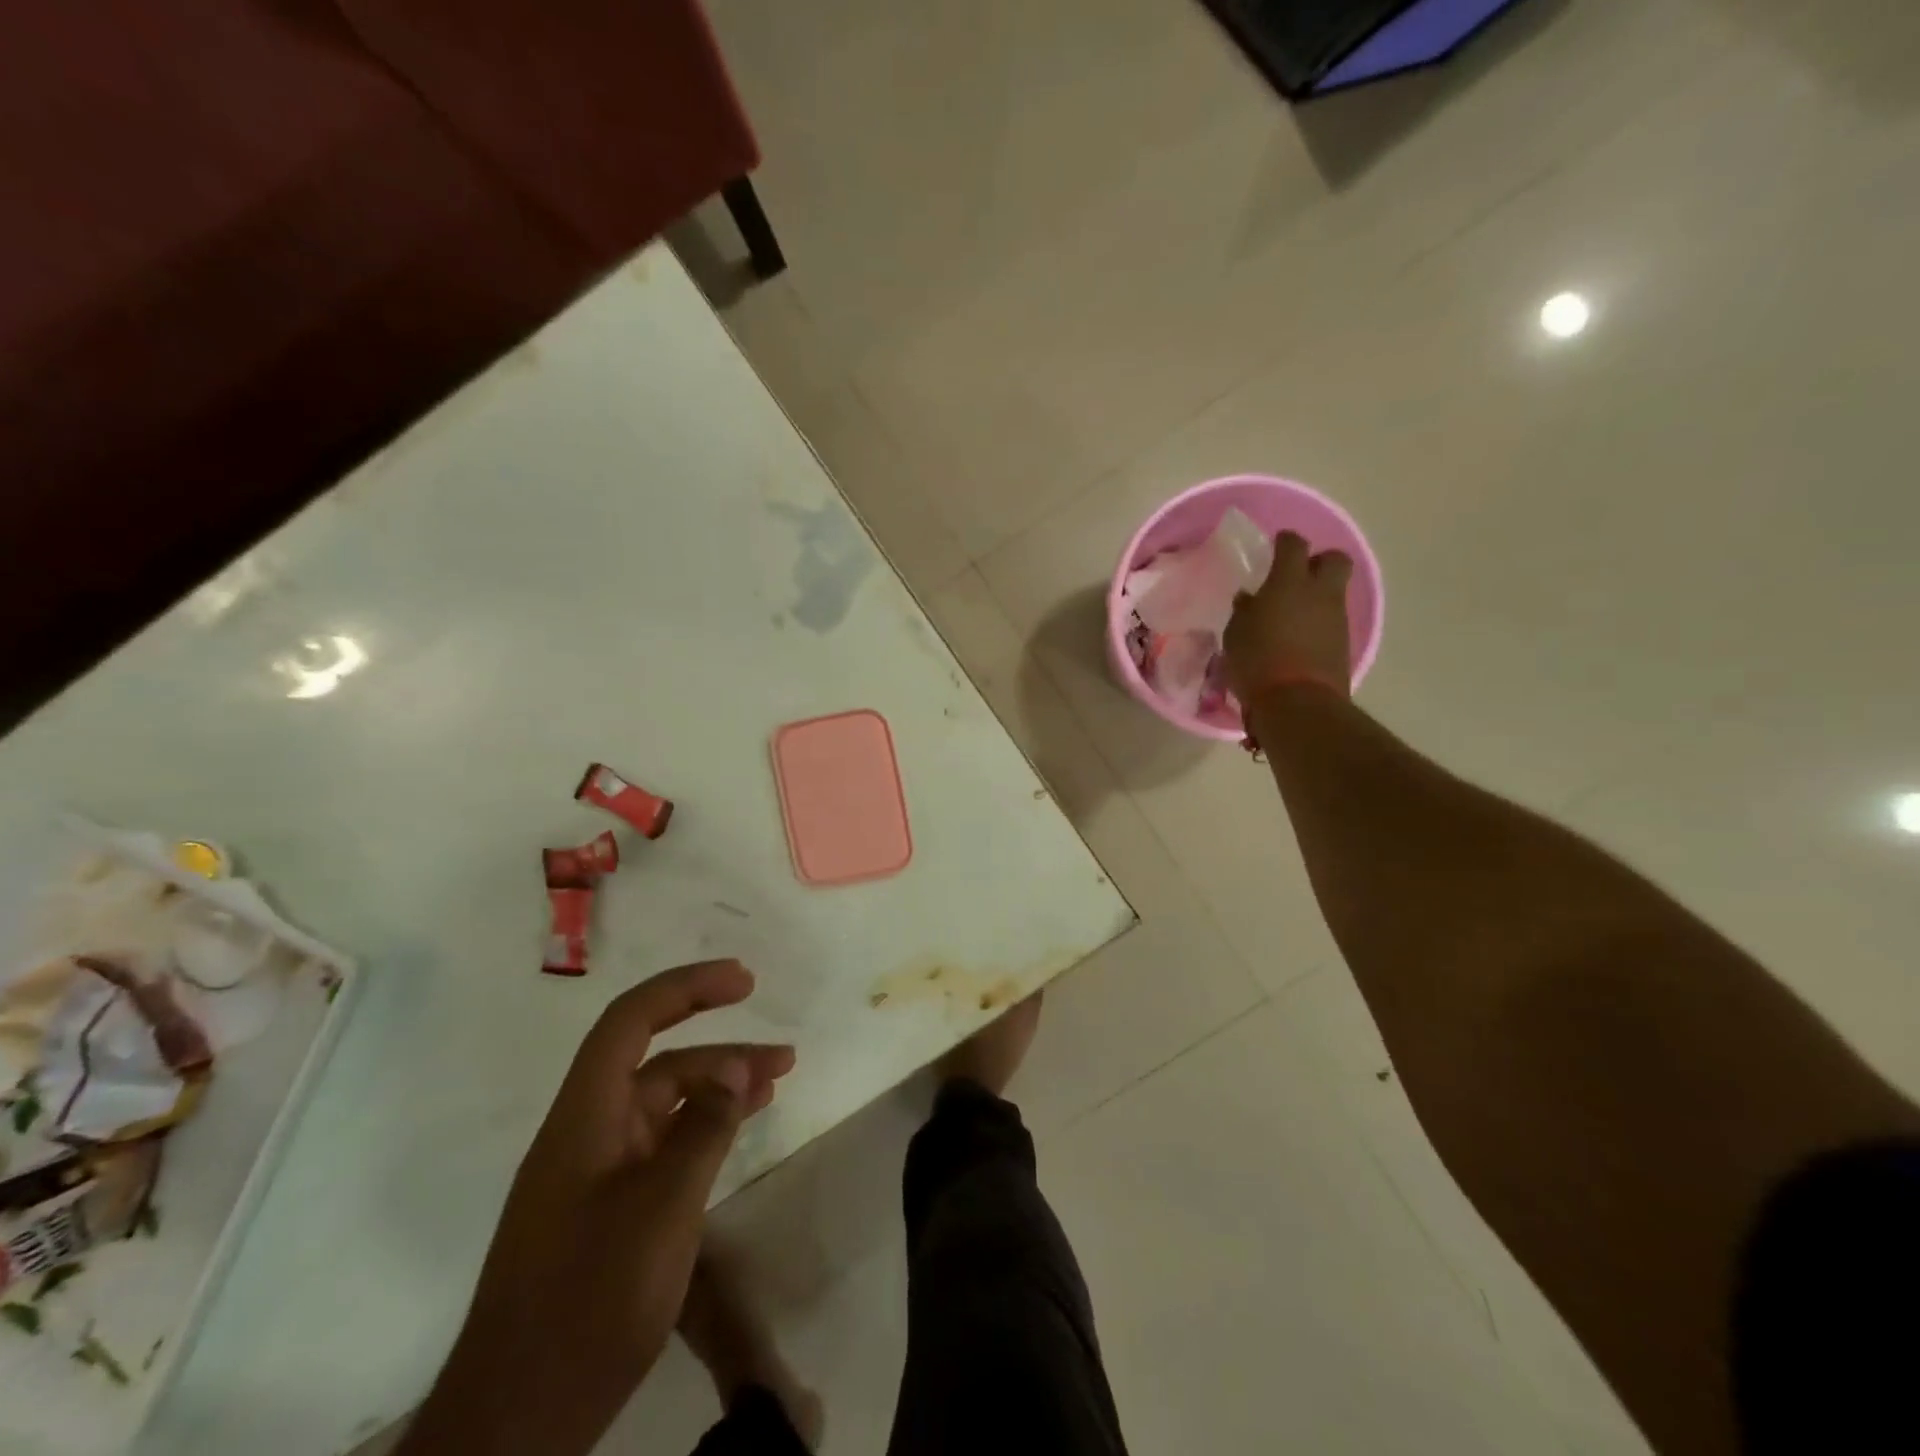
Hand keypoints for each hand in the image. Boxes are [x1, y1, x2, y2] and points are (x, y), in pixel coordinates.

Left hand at [399, 960, 794, 1455]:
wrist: (517, 1422)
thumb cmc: (589, 1302)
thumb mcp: (662, 1209)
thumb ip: (702, 1129)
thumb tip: (736, 1067)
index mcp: (584, 1117)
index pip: (630, 1022)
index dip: (685, 988)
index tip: (742, 981)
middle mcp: (586, 1132)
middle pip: (657, 1062)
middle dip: (721, 1046)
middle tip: (781, 1048)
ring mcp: (595, 1172)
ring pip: (664, 1105)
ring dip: (719, 1087)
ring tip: (778, 1080)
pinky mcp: (606, 1208)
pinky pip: (661, 1144)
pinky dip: (703, 1127)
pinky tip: (738, 1129)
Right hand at [1223, 530, 1353, 707]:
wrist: (1298, 703)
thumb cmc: (1257, 662)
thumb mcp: (1236, 634)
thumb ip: (1245, 611)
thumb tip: (1250, 599)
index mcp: (1289, 582)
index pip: (1293, 545)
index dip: (1285, 541)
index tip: (1275, 545)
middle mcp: (1319, 592)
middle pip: (1334, 560)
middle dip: (1319, 561)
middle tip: (1297, 574)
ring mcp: (1336, 617)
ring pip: (1334, 591)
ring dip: (1317, 595)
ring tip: (1291, 613)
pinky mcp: (1343, 642)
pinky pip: (1331, 619)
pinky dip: (1318, 621)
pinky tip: (1298, 636)